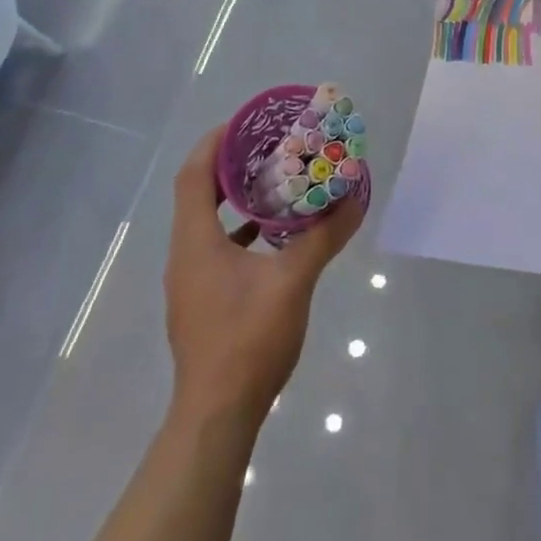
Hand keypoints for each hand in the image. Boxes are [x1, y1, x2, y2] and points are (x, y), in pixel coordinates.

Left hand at [164, 127, 363, 426]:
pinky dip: (241, 232)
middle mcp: (185, 255)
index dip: (214, 143)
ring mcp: (191, 282)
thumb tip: (355, 200)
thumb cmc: (247, 341)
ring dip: (236, 199)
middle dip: (231, 166)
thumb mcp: (293, 282)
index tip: (245, 123)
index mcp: (196, 242)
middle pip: (198, 194)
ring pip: (208, 223)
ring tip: (276, 182)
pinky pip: (217, 249)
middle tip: (270, 147)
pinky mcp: (202, 302)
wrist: (216, 417)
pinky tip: (274, 237)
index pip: (193, 175)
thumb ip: (323, 238)